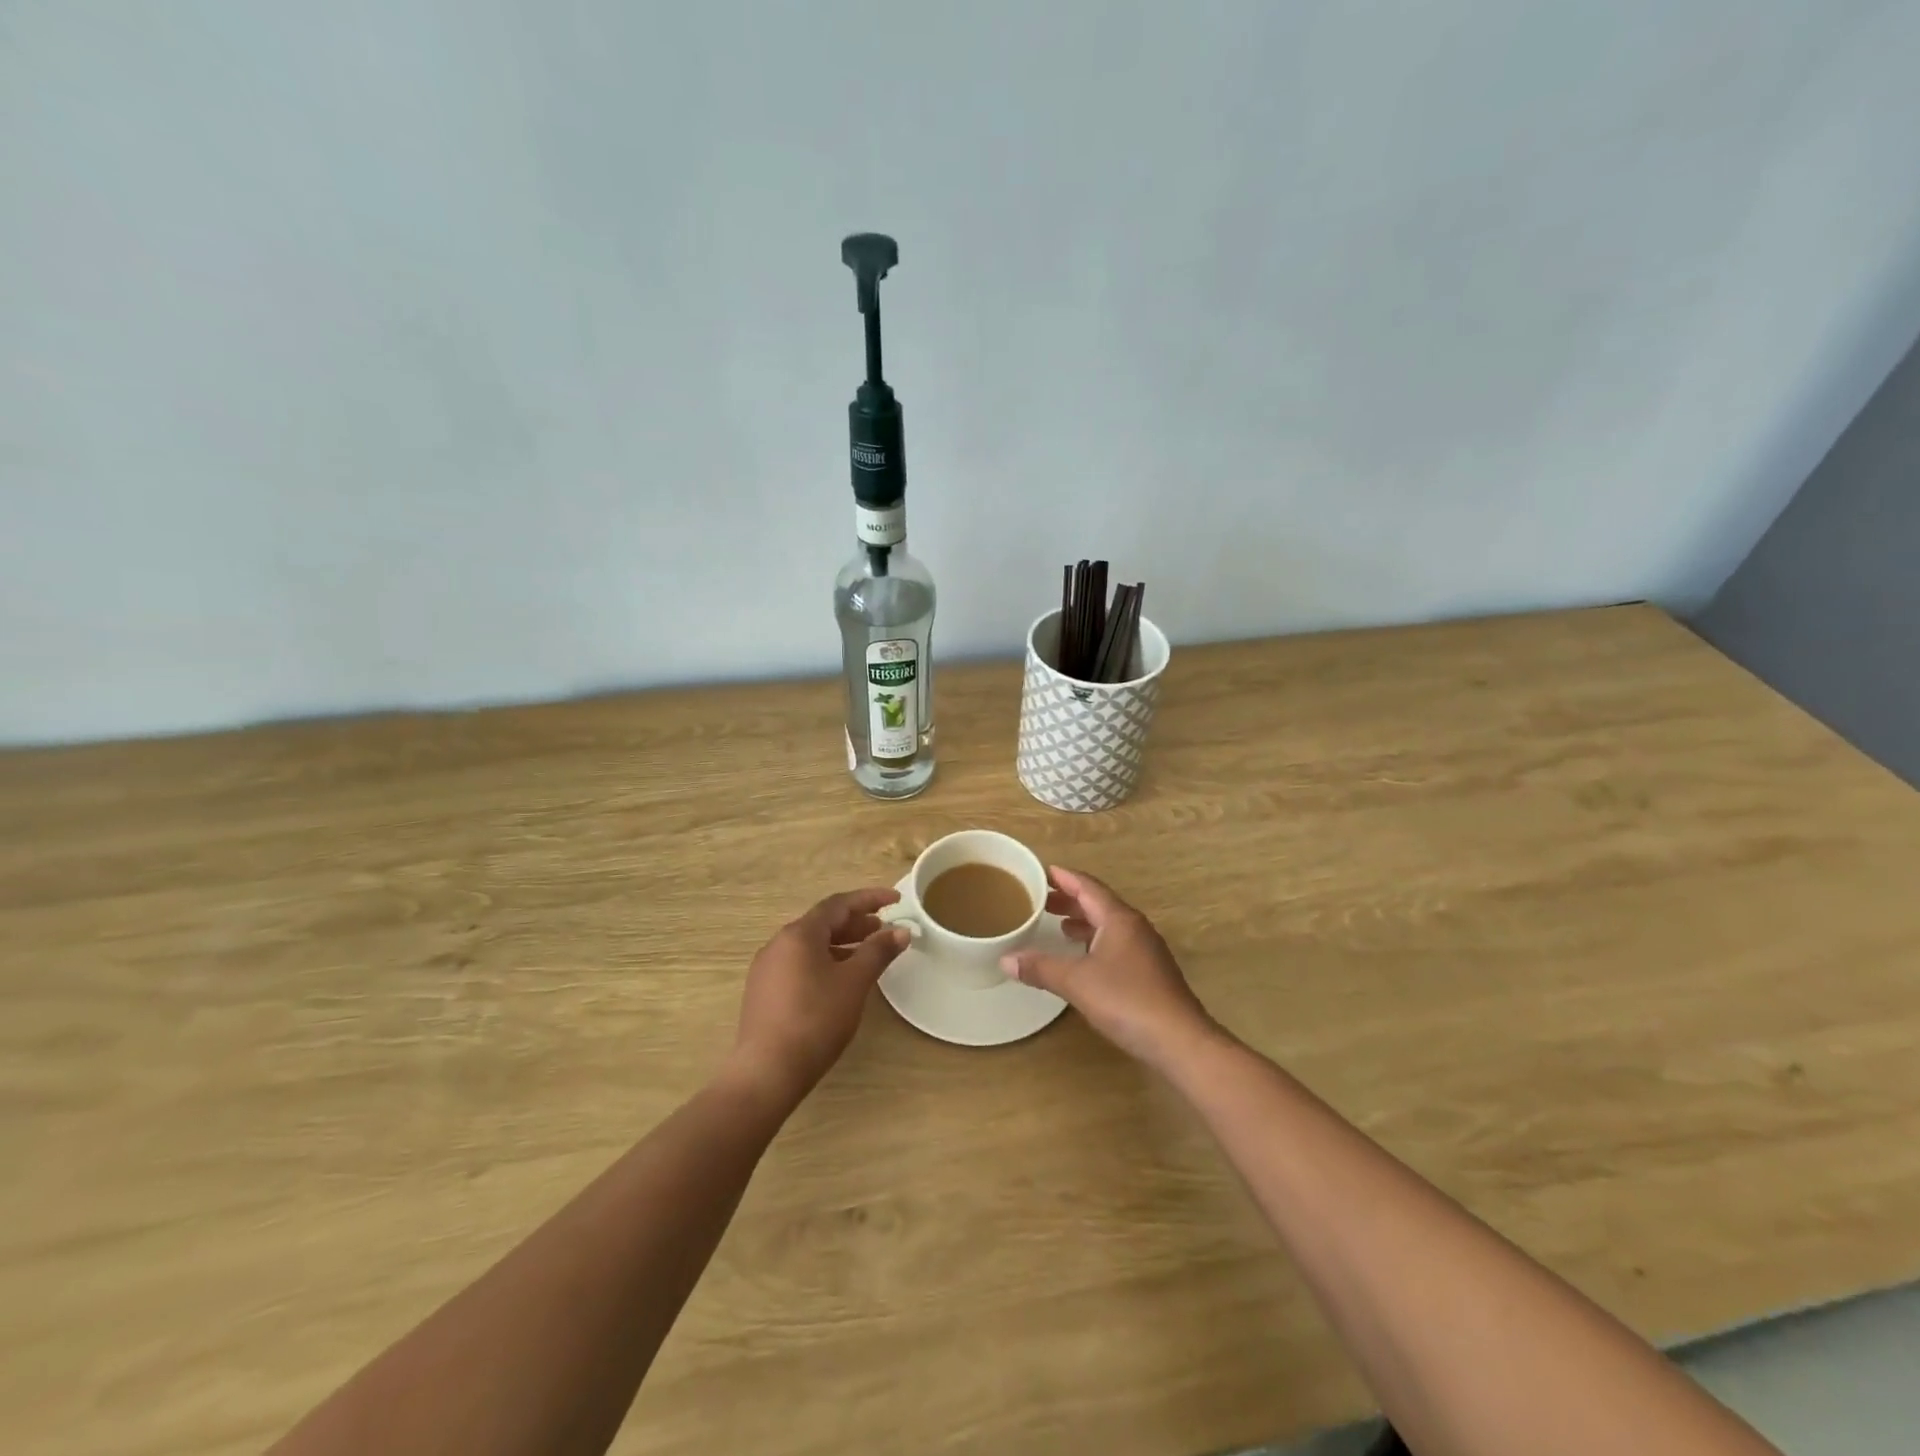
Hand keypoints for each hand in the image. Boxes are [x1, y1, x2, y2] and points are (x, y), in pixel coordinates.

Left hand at [730, 888, 909, 1103]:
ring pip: (811, 945)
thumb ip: (878, 952)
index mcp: (799, 934)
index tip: (896, 899)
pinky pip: (800, 963)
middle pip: (823, 922)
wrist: (767, 1071)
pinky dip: (825, 961)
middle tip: (884, 929)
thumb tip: (901, 931)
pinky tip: (840, 980)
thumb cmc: (815, 1019)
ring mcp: (767, 968)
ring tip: (867, 954)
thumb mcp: (854, 982)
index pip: (839, 904)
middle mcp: (779, 943)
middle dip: (856, 923)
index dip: (870, 899)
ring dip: (842, 943)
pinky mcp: (764, 992)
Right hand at [1001, 866, 1224, 1071]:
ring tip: (1058, 926)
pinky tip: (1083, 958)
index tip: (1043, 872)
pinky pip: (1116, 944)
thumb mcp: (1076, 982)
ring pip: (1109, 925)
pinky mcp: (1150, 973)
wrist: (1179, 1040)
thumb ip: (1041, 968)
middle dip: (1071, 900)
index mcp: (1119, 919)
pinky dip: (1095, 942)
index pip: (1088, 887)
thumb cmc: (1127, 1001)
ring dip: (1084, 921)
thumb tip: (1006, 960)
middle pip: (1099, 903)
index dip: (1064, 878)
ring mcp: (1146, 950)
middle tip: (1042, 900)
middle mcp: (1135, 927)